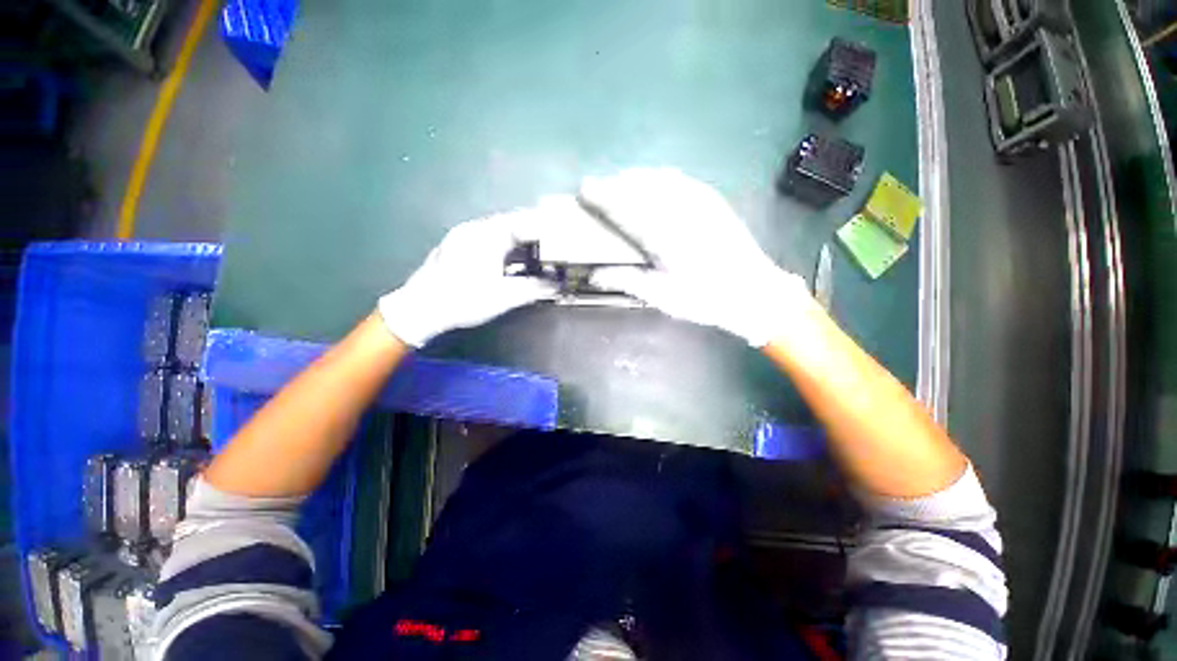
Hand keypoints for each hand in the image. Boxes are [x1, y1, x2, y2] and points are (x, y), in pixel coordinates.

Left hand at [378, 212, 557, 346]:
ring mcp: (464, 236)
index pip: (524, 221)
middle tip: (555, 246)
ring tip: (539, 254)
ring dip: (520, 242)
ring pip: (500, 233)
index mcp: (487, 234)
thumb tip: (557, 286)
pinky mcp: (458, 247)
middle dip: (535, 235)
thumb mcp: (505, 296)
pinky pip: (489, 240)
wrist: (420, 309)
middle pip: (513, 224)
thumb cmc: (464, 299)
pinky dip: (506, 248)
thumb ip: (535, 289)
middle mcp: (475, 228)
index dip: (546, 227)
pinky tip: (514, 261)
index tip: (563, 235)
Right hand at [580, 168, 810, 346]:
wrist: (753, 292)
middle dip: (614, 184)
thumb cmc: (704, 299)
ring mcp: (699, 200)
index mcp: (664, 236)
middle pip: (639, 186)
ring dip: (634, 178)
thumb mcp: (662, 296)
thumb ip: (627, 281)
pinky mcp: (711, 199)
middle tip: (596, 189)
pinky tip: (651, 183)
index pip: (625, 207)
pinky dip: (657, 177)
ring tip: (619, 185)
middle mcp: (680, 210)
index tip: (583, 190)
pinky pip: (678, 179)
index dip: (601, 196)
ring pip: (657, 177)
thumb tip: (594, 275)